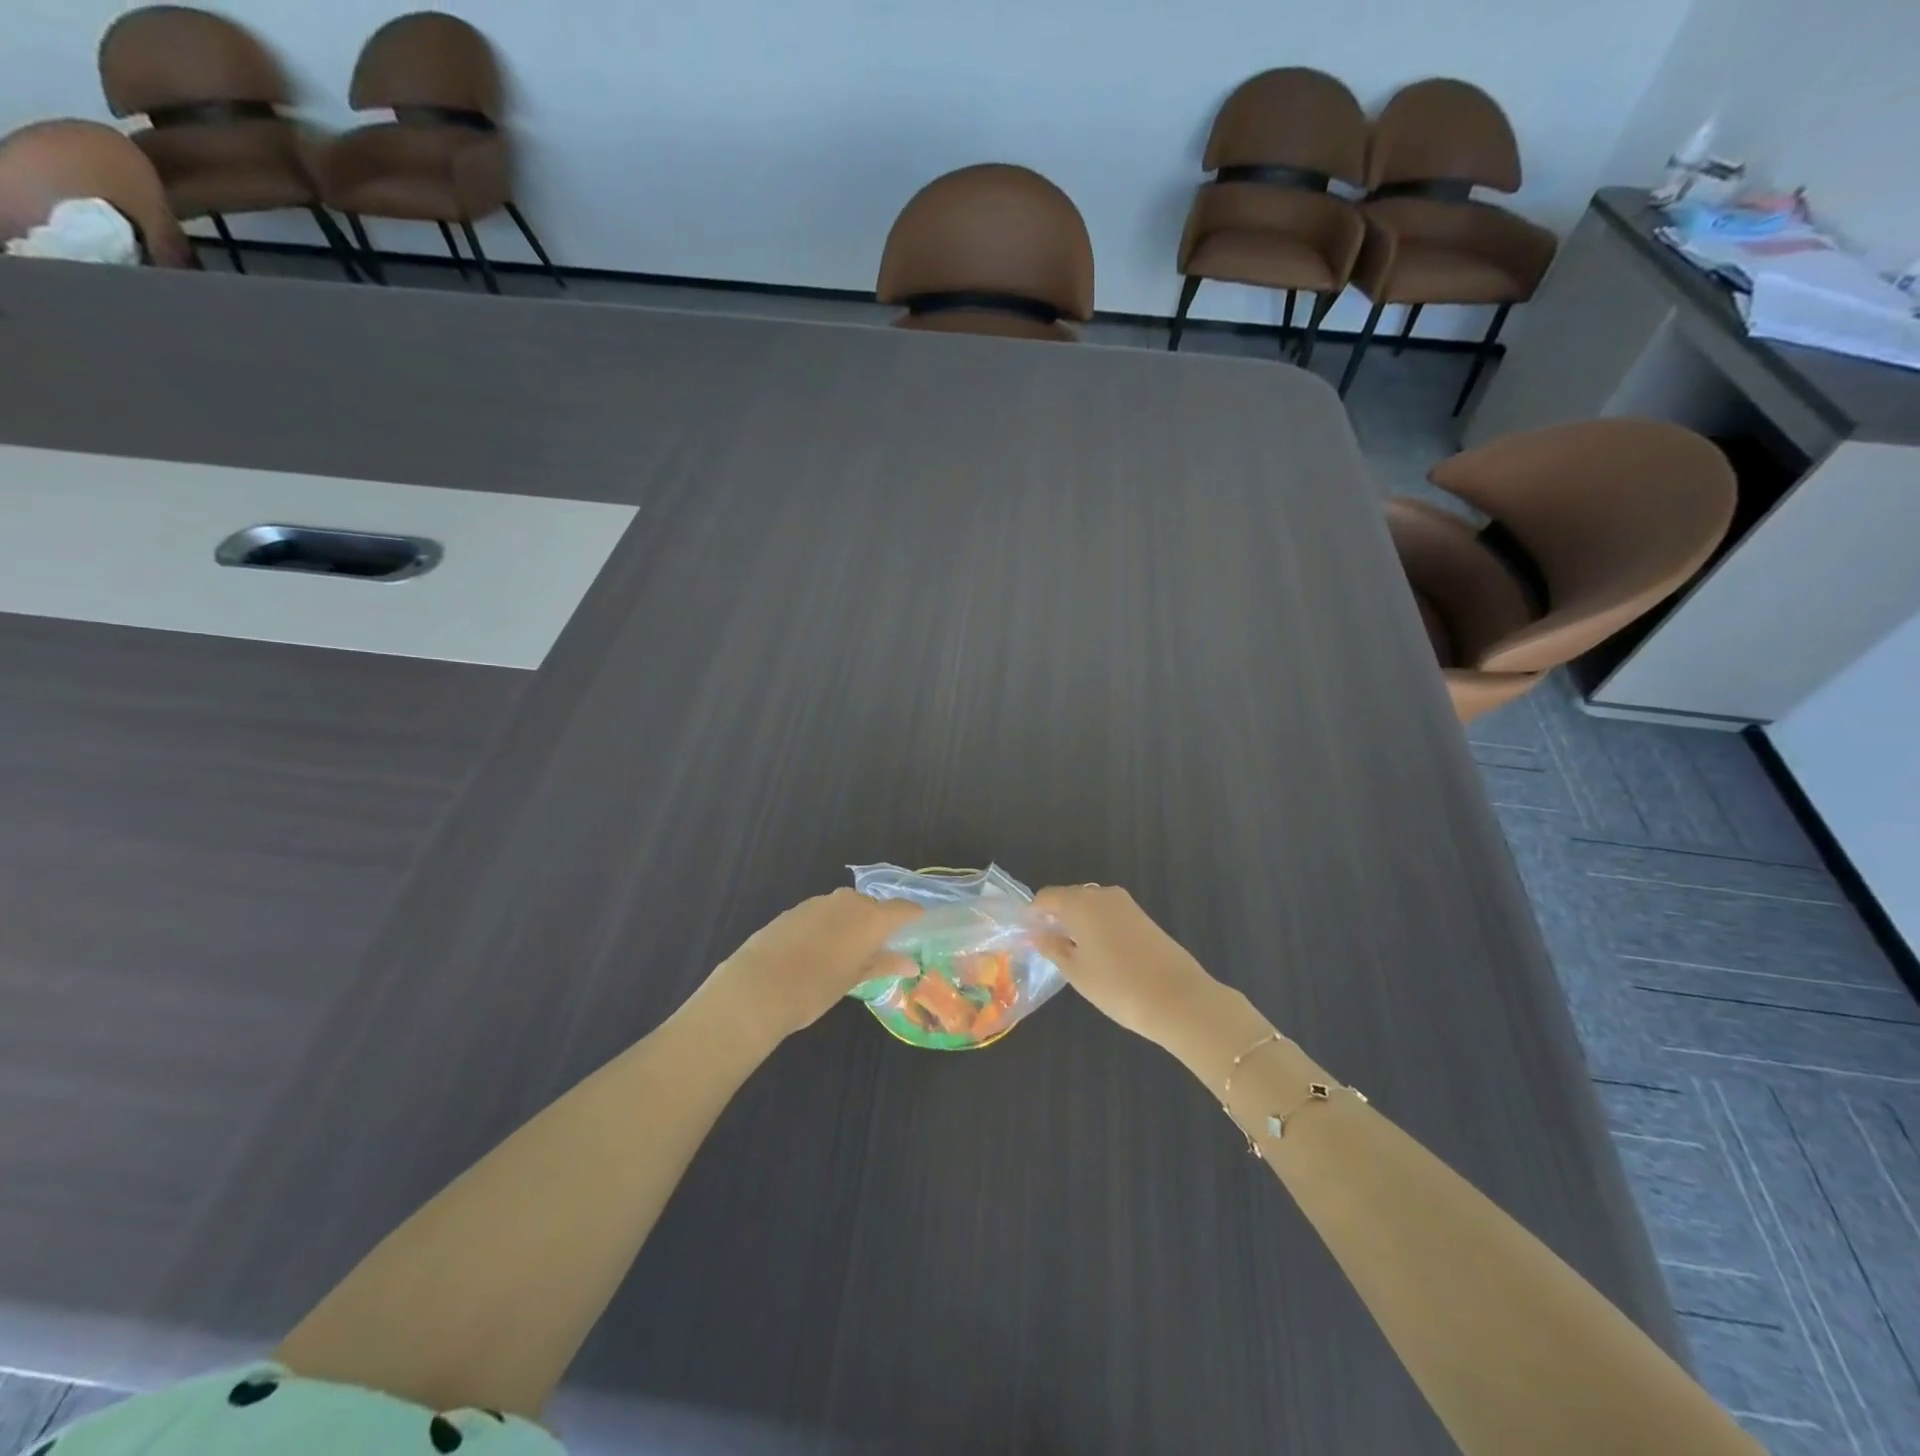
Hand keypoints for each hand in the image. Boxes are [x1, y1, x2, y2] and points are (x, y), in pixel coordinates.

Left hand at [703, 889, 920, 1046]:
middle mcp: (848, 901)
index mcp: (870, 916)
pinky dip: (828, 927)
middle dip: (879, 924)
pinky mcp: (794, 910)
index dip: (914, 918)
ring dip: (851, 925)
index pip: (904, 908)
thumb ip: (883, 965)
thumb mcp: (854, 980)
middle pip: (873, 906)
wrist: (757, 987)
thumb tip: (910, 963)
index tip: (919, 932)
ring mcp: (818, 902)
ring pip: (846, 908)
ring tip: (847, 955)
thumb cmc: (816, 988)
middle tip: (880, 951)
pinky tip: (817, 953)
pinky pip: (822, 913)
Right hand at [1031, 885, 1219, 1046]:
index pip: (1046, 897)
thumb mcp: (1076, 971)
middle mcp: (1102, 894)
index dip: (1033, 914)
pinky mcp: (1143, 917)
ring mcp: (1126, 904)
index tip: (1027, 935)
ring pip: (1091, 906)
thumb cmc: (1117, 986)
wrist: (1178, 999)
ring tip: (1073, 953)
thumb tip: (1037, 934)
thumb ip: (1053, 948)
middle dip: (1056, 917)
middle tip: (1047, 946)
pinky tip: (1099, 953)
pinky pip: (1109, 914)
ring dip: (1078, 922)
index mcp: (1080, 902)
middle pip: (1070, 898)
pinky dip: (1098, 927)